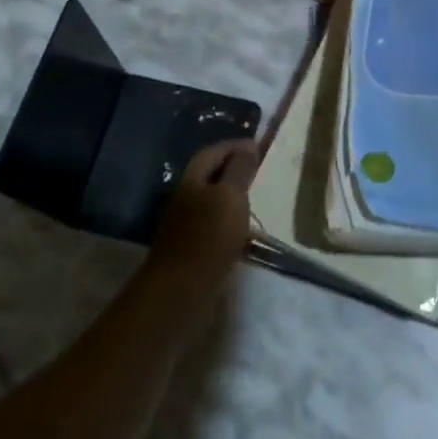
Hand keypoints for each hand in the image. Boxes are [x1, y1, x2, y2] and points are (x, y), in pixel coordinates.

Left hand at [150, 139, 258, 278]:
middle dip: (231, 169)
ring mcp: (181, 225)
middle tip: (257, 171)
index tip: (257, 146)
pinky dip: (226, 220)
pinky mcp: (186, 249)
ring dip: (229, 196)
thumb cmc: (209, 237)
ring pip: (209, 200)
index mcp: (191, 179)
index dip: (234, 146)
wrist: (180, 292)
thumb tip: (247, 146)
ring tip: (253, 200)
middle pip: (208, 175)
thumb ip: (240, 169)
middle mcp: (182, 197)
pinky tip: (240, 231)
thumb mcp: (231, 196)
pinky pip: (210, 224)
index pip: (213, 152)